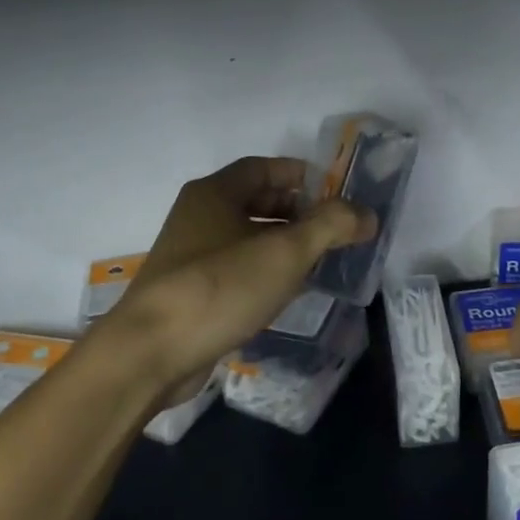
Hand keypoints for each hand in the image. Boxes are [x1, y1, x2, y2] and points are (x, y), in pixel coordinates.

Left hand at [108, 157, 374, 401]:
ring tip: (323, 261)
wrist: (153, 352)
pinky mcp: (193, 293)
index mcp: (214, 194)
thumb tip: (367, 214)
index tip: (338, 194)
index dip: (303, 175)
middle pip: (256, 201)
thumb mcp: (285, 252)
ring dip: (285, 245)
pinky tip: (290, 293)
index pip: (264, 167)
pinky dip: (266, 273)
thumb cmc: (221, 288)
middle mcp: (199, 217)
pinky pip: (238, 271)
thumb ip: (331, 227)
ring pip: (248, 239)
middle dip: (299, 212)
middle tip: (336, 231)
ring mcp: (192, 257)